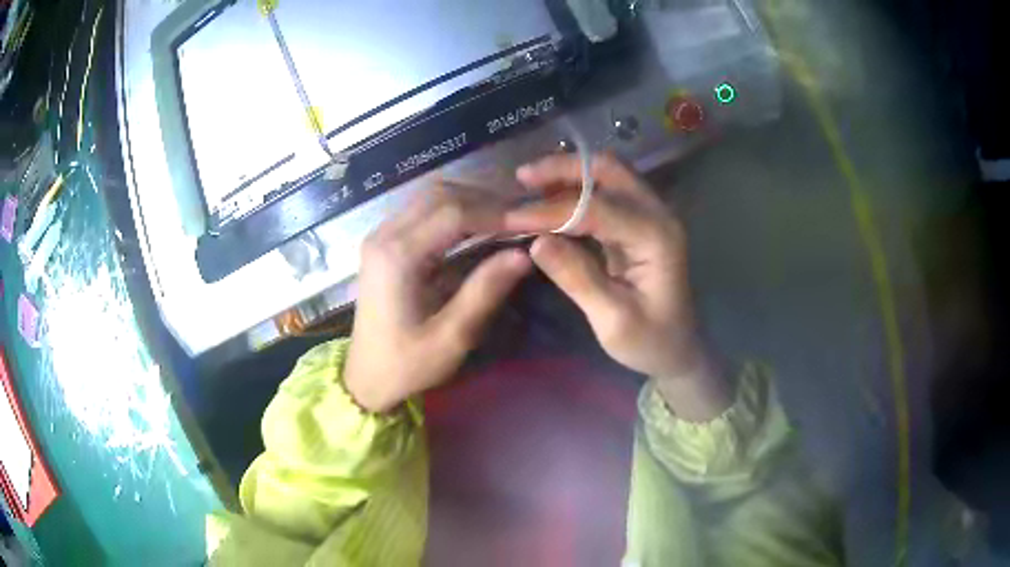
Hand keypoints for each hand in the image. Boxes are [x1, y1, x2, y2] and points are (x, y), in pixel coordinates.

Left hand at [345, 184, 532, 411]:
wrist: (365, 377)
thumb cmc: (407, 364)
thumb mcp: (451, 337)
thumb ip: (485, 291)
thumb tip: (524, 254)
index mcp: (397, 256)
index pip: (453, 212)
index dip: (496, 212)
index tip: (532, 222)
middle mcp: (384, 235)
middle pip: (441, 194)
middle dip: (486, 200)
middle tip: (522, 217)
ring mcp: (380, 235)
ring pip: (431, 196)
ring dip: (470, 201)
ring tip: (505, 219)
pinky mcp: (384, 241)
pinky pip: (422, 209)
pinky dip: (454, 210)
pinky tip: (477, 225)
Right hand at [506, 153, 730, 419]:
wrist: (678, 349)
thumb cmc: (650, 341)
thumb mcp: (613, 320)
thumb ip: (578, 279)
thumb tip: (536, 243)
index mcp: (656, 237)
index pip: (597, 207)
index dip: (551, 210)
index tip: (509, 219)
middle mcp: (657, 215)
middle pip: (609, 169)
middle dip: (562, 168)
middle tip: (521, 179)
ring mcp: (650, 215)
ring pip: (607, 174)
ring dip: (568, 175)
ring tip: (528, 187)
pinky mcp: (639, 222)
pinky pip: (606, 192)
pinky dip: (576, 190)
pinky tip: (549, 200)